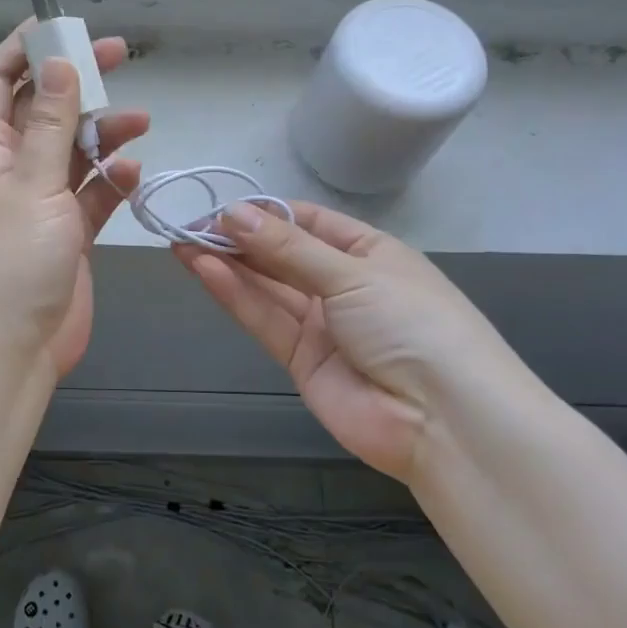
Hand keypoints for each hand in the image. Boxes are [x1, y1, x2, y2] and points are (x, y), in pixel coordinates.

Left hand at [0, 22, 148, 378]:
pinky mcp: (66, 232)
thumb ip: (49, 122)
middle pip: (41, 107)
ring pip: (72, 149)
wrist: (12, 347)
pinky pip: (91, 193)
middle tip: (120, 56)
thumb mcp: (33, 183)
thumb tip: (58, 63)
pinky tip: (133, 173)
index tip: (64, 26)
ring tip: (140, 121)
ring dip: (103, 132)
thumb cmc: (13, 259)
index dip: (24, 48)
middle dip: (77, 82)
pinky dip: (111, 180)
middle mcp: (10, 167)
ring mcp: (39, 201)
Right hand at [176, 202, 541, 480]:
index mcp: (370, 253)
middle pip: (283, 254)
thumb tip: (232, 212)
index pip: (309, 222)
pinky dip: (235, 294)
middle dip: (240, 238)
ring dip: (228, 263)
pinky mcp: (302, 360)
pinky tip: (203, 269)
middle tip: (189, 224)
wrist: (444, 421)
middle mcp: (343, 285)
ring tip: (182, 242)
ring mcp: (322, 325)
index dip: (266, 212)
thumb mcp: (353, 273)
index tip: (222, 206)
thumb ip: (287, 248)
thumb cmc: (411, 324)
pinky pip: (265, 318)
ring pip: (267, 286)